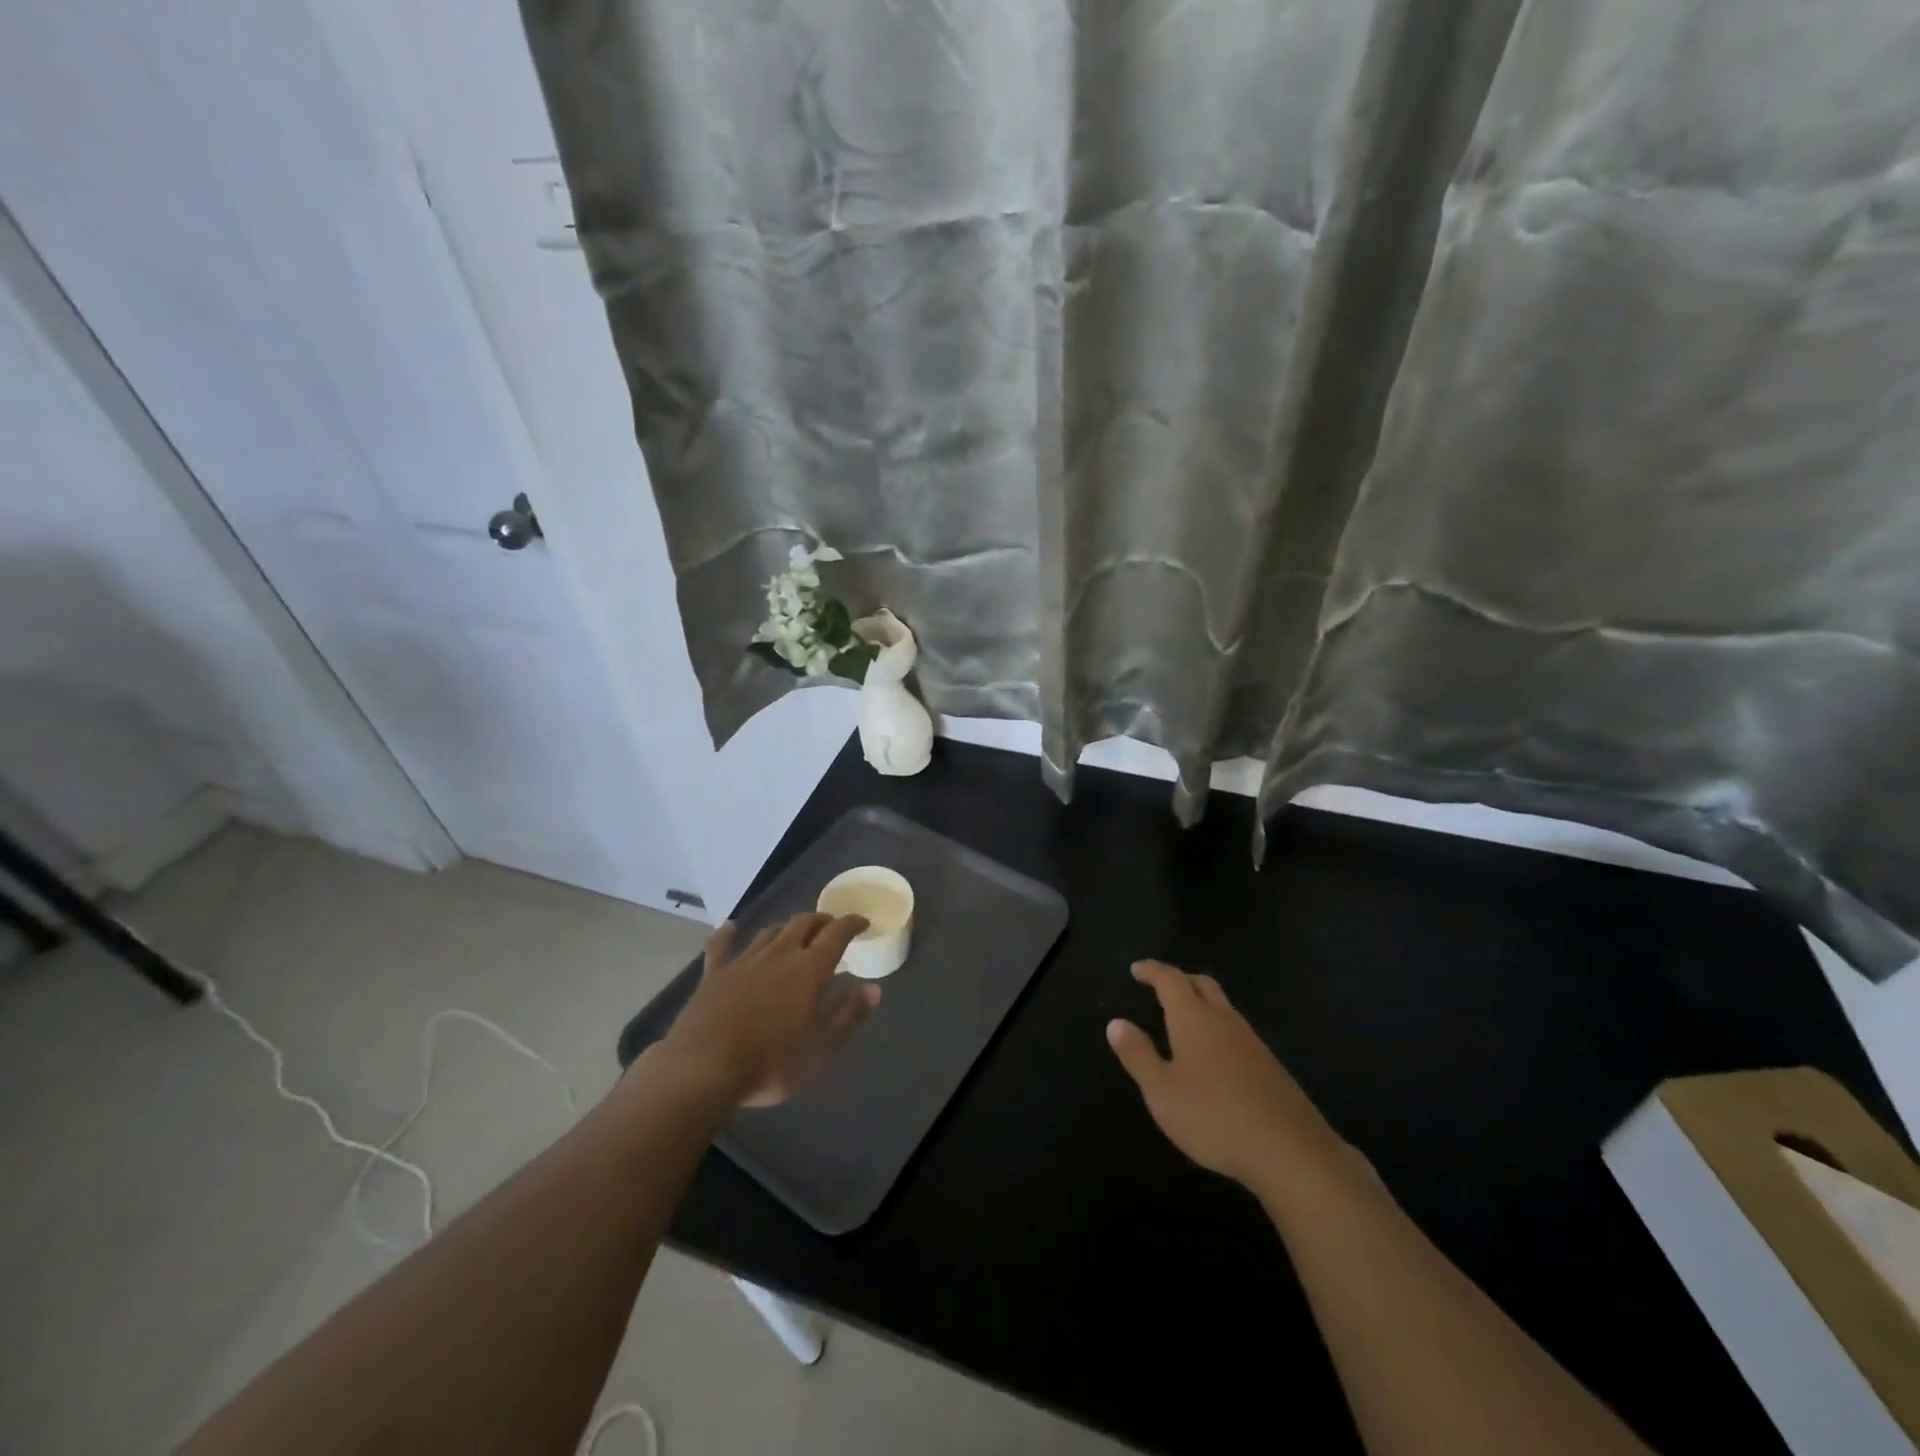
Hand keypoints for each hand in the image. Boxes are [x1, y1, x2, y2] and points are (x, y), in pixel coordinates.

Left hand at [662, 913, 880, 1106]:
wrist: (703, 1069)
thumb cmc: (771, 1062)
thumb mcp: (821, 1048)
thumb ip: (848, 1016)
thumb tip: (874, 989)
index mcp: (810, 969)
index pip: (837, 933)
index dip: (852, 923)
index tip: (862, 922)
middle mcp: (780, 954)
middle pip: (804, 923)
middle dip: (821, 921)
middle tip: (831, 928)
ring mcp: (744, 960)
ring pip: (770, 931)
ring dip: (787, 928)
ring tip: (795, 933)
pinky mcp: (714, 973)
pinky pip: (722, 945)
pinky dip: (728, 933)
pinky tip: (731, 926)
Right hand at [1107, 960, 1348, 1190]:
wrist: (1290, 1151)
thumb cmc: (1214, 1117)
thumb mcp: (1162, 1092)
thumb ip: (1138, 1055)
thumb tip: (1116, 1023)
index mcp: (1194, 1019)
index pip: (1170, 980)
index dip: (1152, 970)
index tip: (1136, 969)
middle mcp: (1224, 1020)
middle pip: (1202, 984)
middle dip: (1179, 979)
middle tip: (1160, 985)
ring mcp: (1252, 1041)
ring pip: (1223, 1006)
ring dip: (1201, 1002)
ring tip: (1183, 1019)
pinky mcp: (1270, 1065)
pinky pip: (1236, 1030)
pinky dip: (1218, 1027)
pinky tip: (1214, 1054)